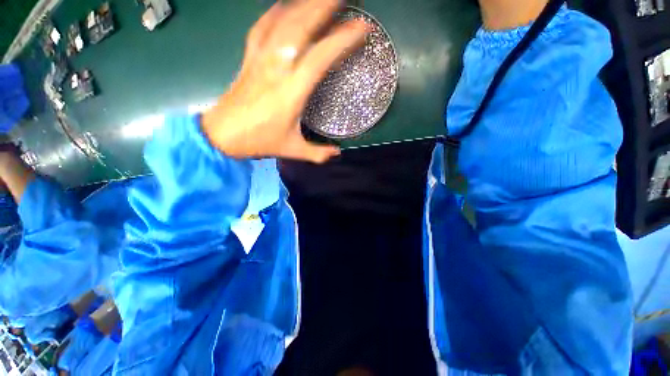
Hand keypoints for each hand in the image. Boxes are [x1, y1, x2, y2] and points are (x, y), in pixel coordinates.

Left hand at [201, 0, 369, 162]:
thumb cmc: (259, 141)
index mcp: (291, 92)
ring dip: (303, 4)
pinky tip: (284, 5)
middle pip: (301, 27)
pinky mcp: (248, 58)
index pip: (320, 58)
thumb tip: (337, 153)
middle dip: (324, 6)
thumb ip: (317, 153)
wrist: (222, 134)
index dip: (342, 40)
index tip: (361, 28)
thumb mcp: (292, 150)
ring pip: (282, 21)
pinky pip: (261, 27)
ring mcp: (260, 59)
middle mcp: (276, 68)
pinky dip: (275, 12)